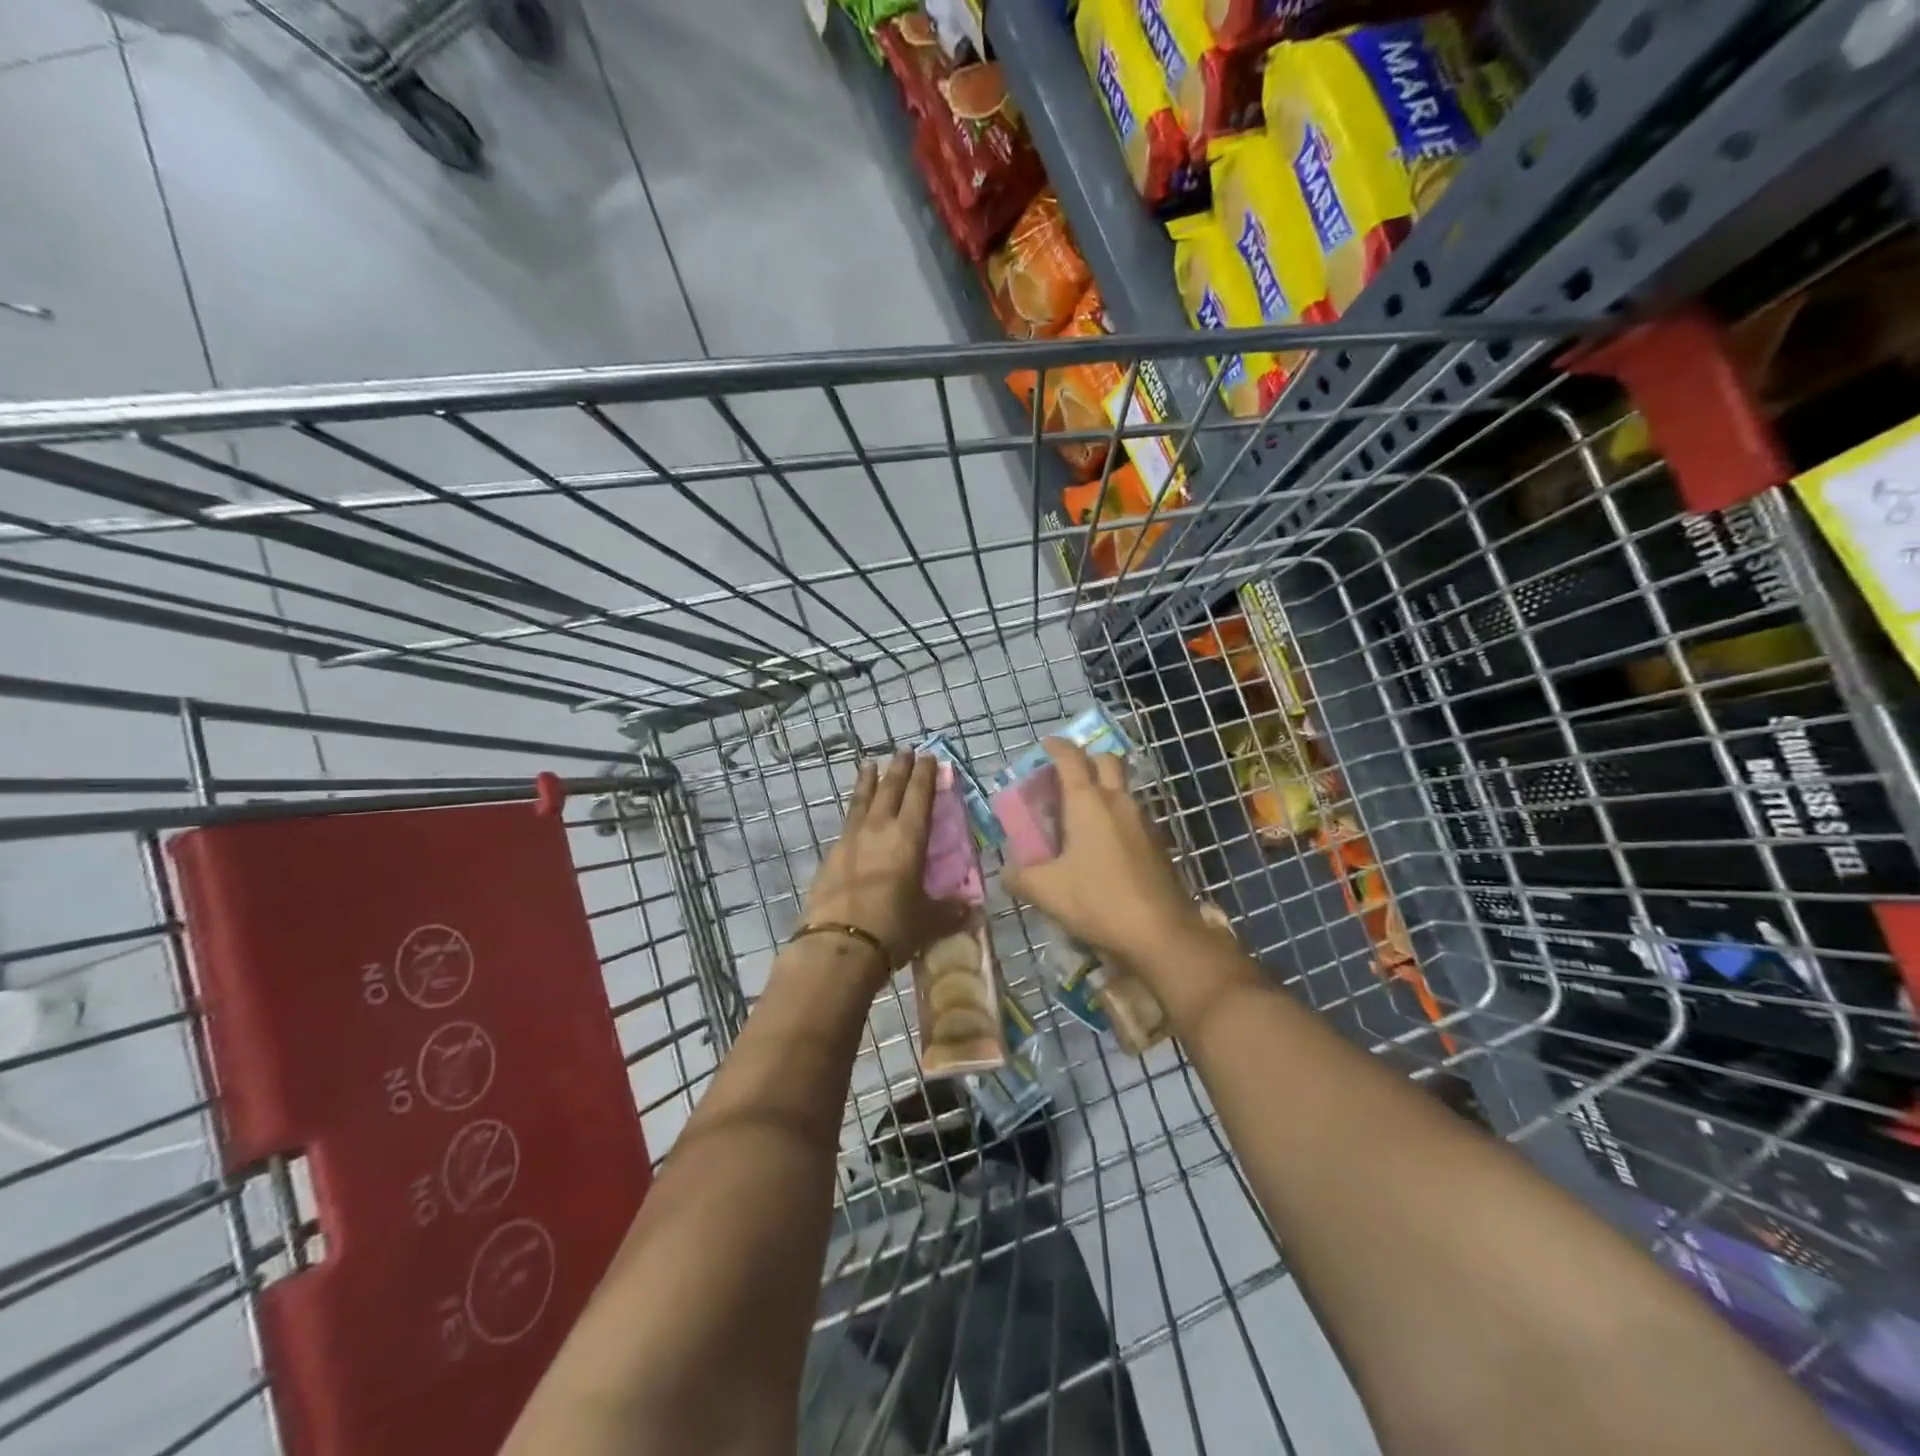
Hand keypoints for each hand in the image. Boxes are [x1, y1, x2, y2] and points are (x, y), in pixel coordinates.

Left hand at [802, 751, 966, 972]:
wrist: (837, 946)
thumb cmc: (893, 927)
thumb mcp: (929, 921)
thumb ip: (951, 912)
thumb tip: (972, 912)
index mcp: (908, 837)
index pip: (919, 795)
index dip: (925, 774)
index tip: (928, 756)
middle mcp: (879, 829)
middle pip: (889, 789)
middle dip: (898, 768)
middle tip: (903, 750)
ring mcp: (850, 840)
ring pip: (862, 800)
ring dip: (868, 781)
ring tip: (869, 764)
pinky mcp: (830, 857)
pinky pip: (847, 824)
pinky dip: (855, 811)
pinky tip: (855, 816)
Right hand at [1002, 739, 1208, 972]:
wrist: (1160, 931)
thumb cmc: (1098, 900)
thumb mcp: (1045, 891)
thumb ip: (1019, 876)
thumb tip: (1007, 871)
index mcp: (1087, 802)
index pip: (1071, 758)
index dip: (1057, 747)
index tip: (1045, 745)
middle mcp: (1118, 801)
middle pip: (1106, 761)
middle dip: (1086, 759)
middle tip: (1066, 776)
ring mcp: (1143, 820)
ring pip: (1123, 788)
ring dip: (1104, 788)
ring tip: (1081, 813)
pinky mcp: (1157, 843)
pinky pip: (1133, 815)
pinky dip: (1116, 815)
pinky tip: (1104, 843)